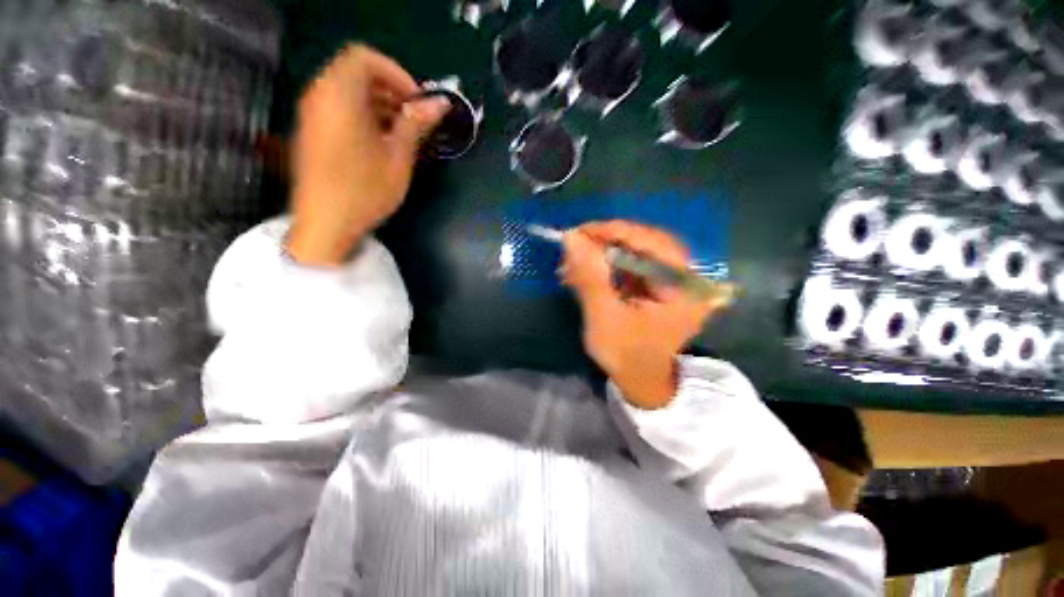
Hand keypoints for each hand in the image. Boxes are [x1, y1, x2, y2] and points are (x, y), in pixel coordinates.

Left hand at [286, 45, 450, 265]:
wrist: (325, 224)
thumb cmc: (365, 191)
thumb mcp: (398, 158)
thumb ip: (416, 124)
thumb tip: (440, 104)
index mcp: (340, 96)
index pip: (365, 58)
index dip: (396, 74)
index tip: (417, 103)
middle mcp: (320, 96)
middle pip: (357, 74)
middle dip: (391, 91)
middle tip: (415, 120)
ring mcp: (313, 114)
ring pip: (349, 92)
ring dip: (380, 105)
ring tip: (404, 135)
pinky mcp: (313, 132)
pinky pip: (340, 109)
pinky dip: (365, 116)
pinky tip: (383, 144)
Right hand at [562, 221, 726, 408]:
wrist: (639, 380)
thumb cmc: (626, 356)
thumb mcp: (604, 318)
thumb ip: (590, 278)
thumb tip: (571, 238)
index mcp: (686, 290)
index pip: (655, 244)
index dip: (618, 232)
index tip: (583, 231)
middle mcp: (686, 279)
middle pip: (647, 243)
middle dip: (608, 242)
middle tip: (575, 243)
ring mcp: (672, 280)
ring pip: (637, 251)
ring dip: (603, 252)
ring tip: (574, 260)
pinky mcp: (656, 284)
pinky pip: (632, 263)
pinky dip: (607, 263)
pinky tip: (584, 269)